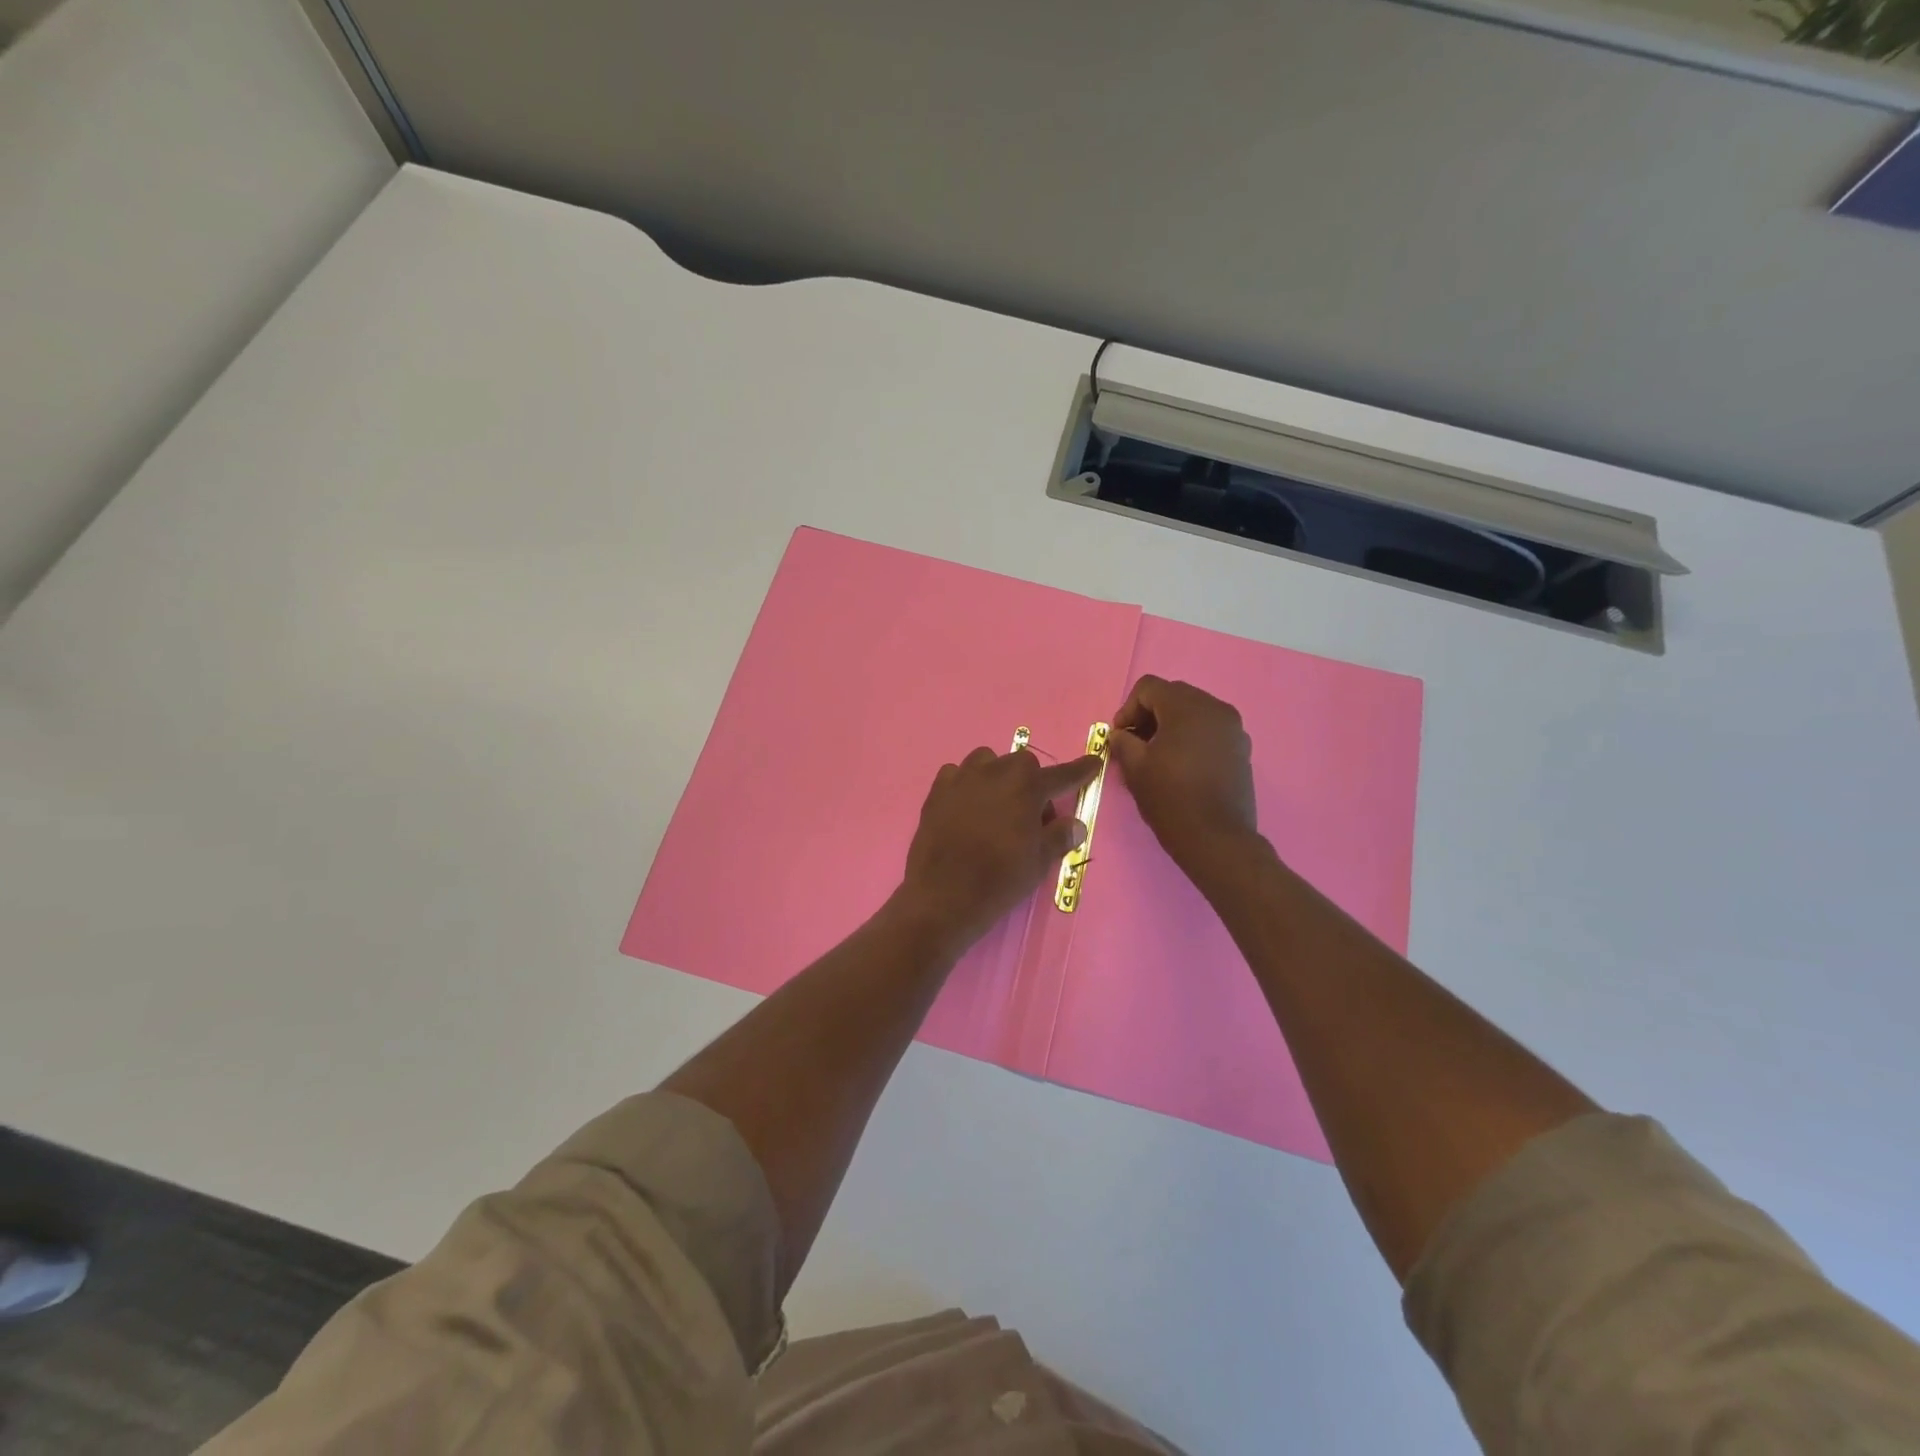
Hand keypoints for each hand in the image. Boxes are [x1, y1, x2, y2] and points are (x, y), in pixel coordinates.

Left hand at [898, 747, 1102, 952]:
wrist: (943, 895)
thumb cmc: (1000, 879)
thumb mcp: (1039, 862)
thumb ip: (1059, 837)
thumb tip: (1075, 825)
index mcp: (1027, 786)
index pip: (1062, 775)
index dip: (1081, 771)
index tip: (1093, 763)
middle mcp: (995, 771)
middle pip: (1022, 765)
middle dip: (1031, 784)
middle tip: (1032, 818)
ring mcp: (962, 778)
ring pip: (987, 762)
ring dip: (998, 777)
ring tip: (997, 807)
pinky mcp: (936, 790)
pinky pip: (956, 775)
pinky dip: (966, 785)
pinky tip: (966, 808)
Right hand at [1108, 675, 1258, 870]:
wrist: (1216, 839)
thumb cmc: (1171, 799)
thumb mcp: (1135, 768)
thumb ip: (1123, 742)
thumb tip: (1120, 734)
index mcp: (1188, 707)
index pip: (1149, 687)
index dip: (1127, 708)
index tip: (1120, 737)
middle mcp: (1216, 708)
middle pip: (1173, 695)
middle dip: (1149, 714)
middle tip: (1135, 744)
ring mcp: (1233, 729)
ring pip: (1193, 712)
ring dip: (1170, 725)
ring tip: (1157, 756)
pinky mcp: (1241, 749)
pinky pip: (1210, 730)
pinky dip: (1191, 737)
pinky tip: (1180, 765)